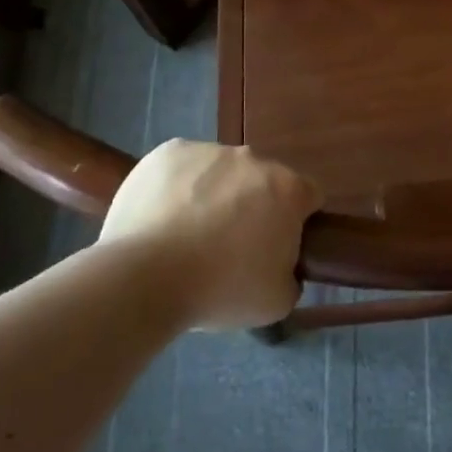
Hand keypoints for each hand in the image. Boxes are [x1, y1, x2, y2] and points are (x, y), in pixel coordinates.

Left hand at [97, 140, 321, 330]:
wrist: (143, 278)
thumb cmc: (220, 289)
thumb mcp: (277, 301)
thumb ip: (291, 276)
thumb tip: (282, 267)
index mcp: (287, 189)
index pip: (308, 196)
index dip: (296, 221)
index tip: (276, 246)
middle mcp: (253, 159)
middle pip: (262, 181)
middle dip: (253, 206)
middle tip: (229, 246)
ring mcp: (209, 150)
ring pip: (221, 171)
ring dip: (215, 194)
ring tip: (187, 236)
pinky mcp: (168, 152)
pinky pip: (183, 167)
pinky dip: (179, 187)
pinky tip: (163, 218)